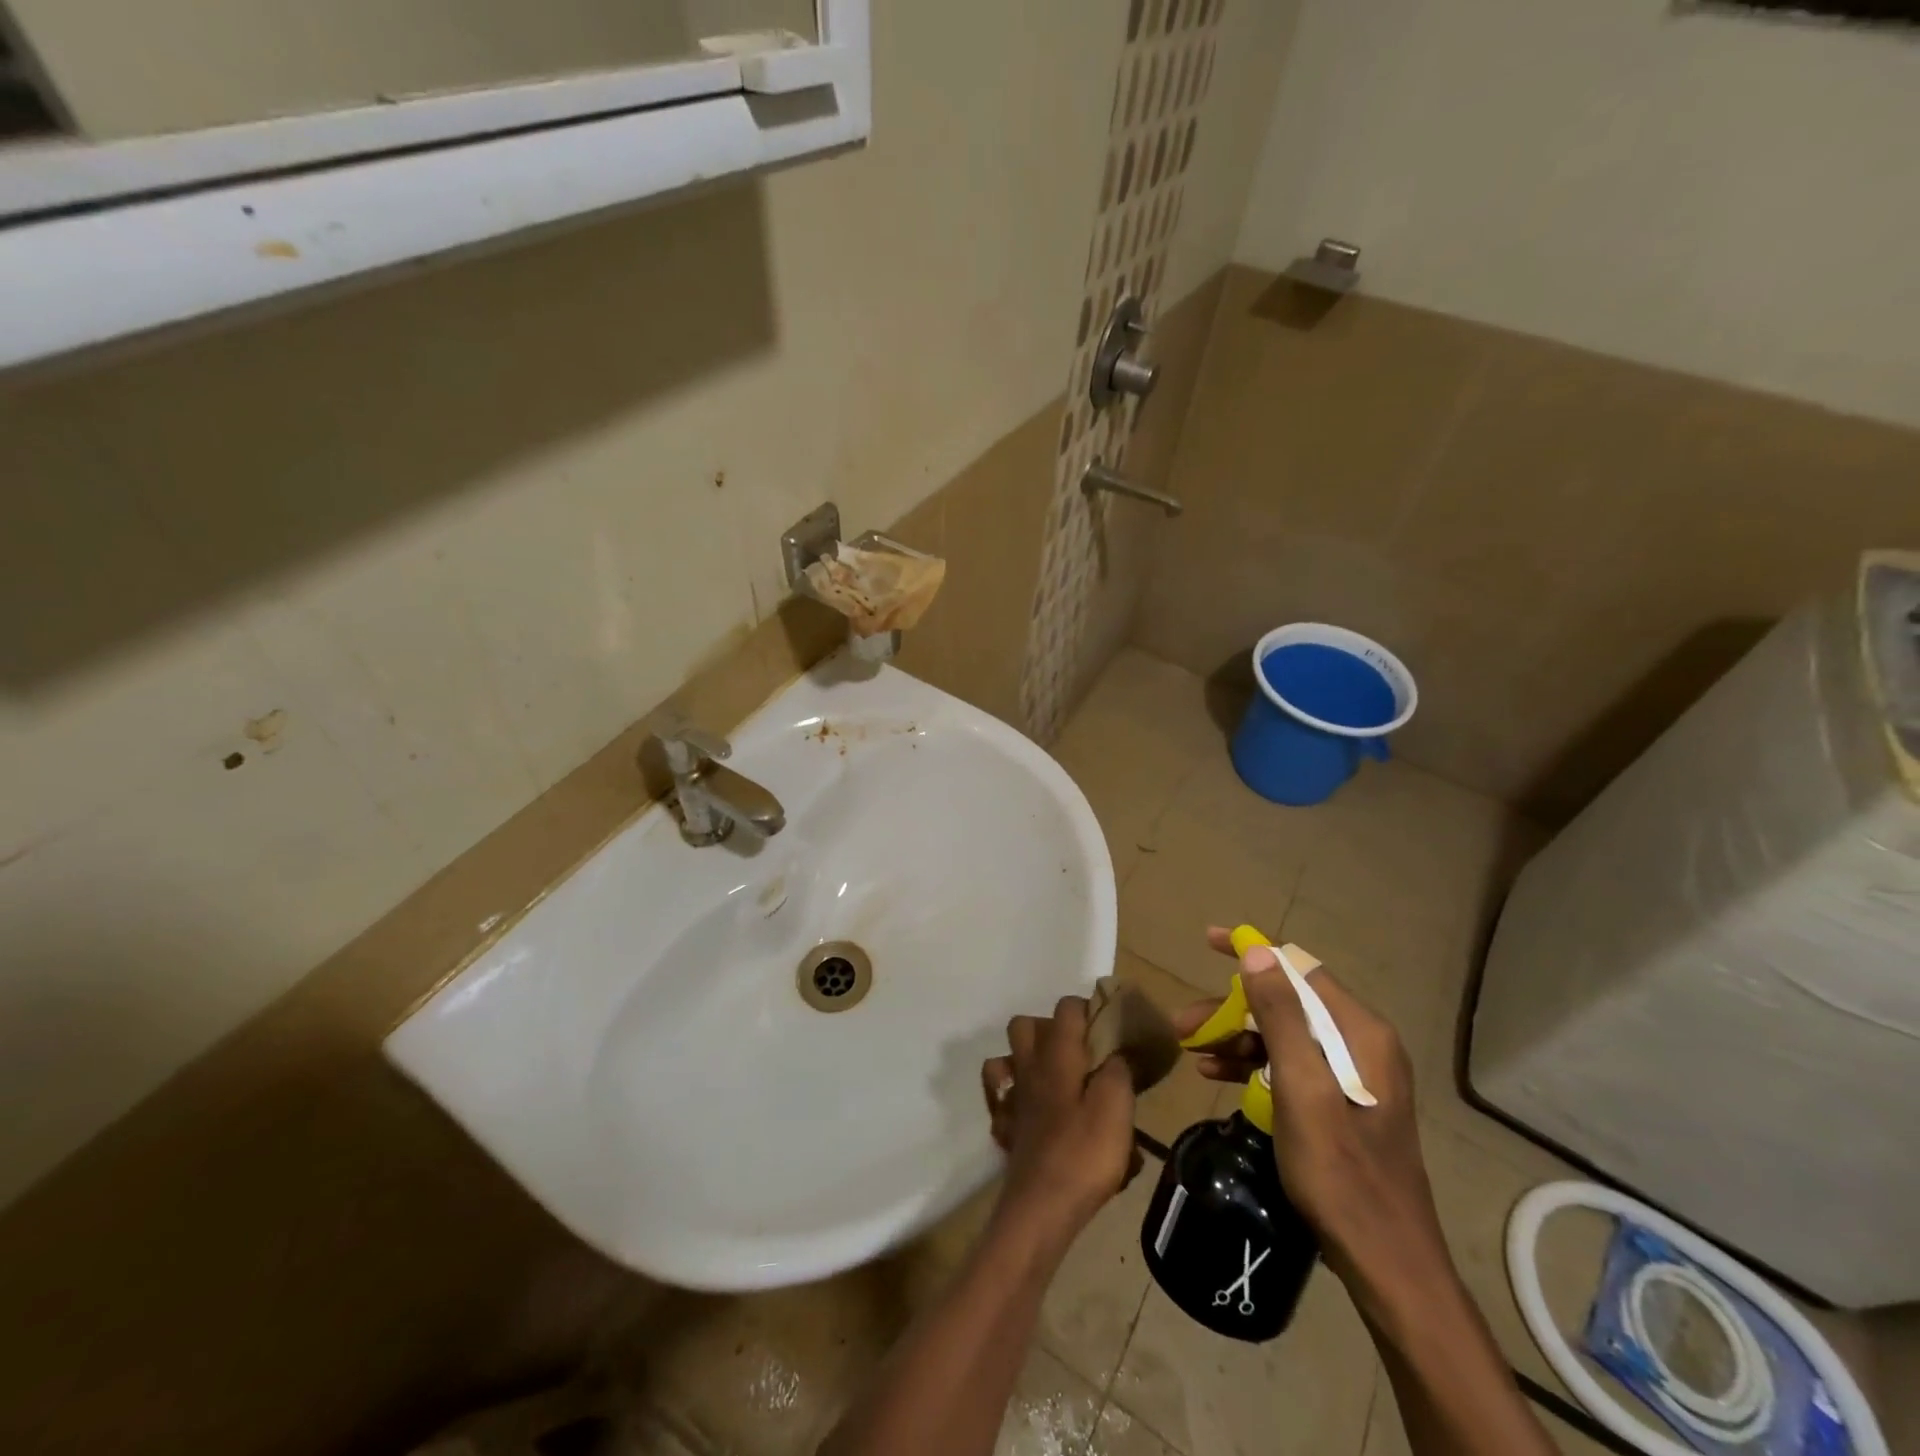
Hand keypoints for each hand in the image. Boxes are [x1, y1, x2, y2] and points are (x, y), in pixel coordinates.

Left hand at [980, 996, 1140, 1247]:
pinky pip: (1001, 1100)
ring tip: (1057, 1079)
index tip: (1108, 1028)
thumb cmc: (1083, 1153)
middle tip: (1080, 1053)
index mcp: (1056, 1055)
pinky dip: (1014, 1098)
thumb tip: (1117, 1052)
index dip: (1087, 1009)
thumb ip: (1119, 1071)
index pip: (1066, 1008)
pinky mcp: (1005, 1127)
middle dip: (1049, 1028)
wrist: (1041, 1207)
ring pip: (1006, 1059)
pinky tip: (1035, 1113)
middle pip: (1024, 1025)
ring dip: (1025, 1060)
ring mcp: (1012, 1097)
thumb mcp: (1117, 1108)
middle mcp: (1028, 1067)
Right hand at [1174, 928, 1445, 1283]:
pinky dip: (1252, 1062)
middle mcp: (1359, 1043)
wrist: (1384, 1262)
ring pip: (1282, 1034)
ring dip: (1235, 1035)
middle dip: (1231, 1006)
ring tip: (1190, 1049)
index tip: (1208, 941)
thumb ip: (1280, 1016)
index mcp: (1359, 1032)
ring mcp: (1351, 1074)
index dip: (1252, 951)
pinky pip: (1288, 1064)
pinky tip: (1215, 1073)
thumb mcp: (1301, 1088)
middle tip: (1184, 1024)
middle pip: (1286, 1003)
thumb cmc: (1341, 1172)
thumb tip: (1256, 950)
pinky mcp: (1339, 1101)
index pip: (1298, 967)